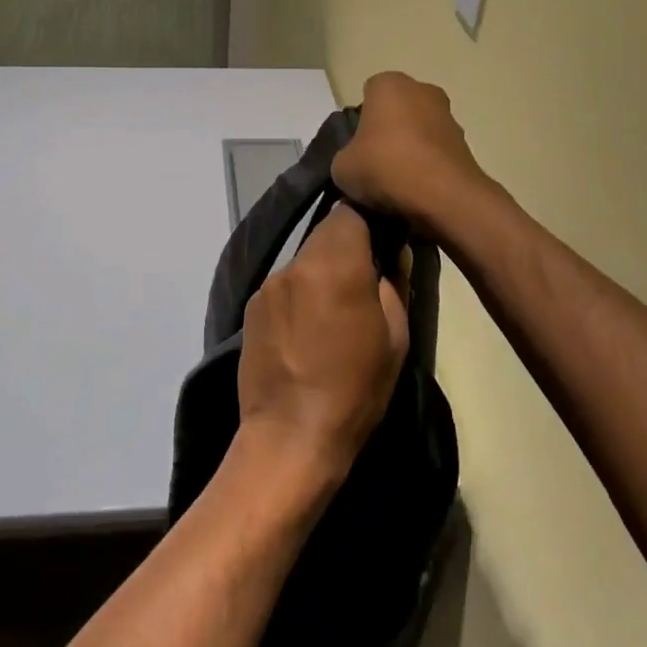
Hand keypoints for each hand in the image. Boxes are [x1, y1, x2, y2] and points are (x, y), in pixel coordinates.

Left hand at [236, 204, 409, 481]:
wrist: (290, 436)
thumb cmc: (354, 390)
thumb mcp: (396, 338)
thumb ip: (394, 284)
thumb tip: (393, 253)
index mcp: (335, 265)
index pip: (349, 211)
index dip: (368, 219)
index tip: (381, 241)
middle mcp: (296, 264)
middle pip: (324, 233)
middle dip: (345, 246)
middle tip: (363, 278)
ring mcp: (268, 284)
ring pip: (303, 259)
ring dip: (320, 271)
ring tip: (333, 309)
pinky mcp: (250, 305)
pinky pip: (284, 284)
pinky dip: (299, 292)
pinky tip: (305, 327)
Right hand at [332, 72, 487, 230]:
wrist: (443, 196)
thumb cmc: (386, 167)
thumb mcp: (342, 168)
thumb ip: (345, 158)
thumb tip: (355, 165)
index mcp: (389, 85)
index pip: (368, 94)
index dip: (360, 121)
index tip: (357, 147)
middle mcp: (422, 90)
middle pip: (397, 110)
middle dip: (387, 131)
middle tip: (375, 162)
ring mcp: (448, 115)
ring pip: (419, 130)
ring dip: (410, 148)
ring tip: (397, 182)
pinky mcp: (465, 143)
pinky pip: (436, 151)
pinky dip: (427, 165)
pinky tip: (417, 189)